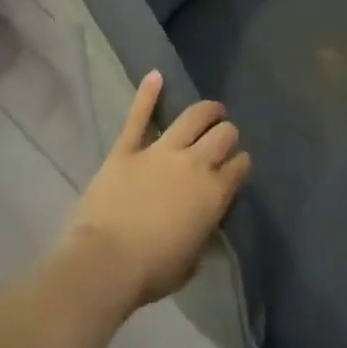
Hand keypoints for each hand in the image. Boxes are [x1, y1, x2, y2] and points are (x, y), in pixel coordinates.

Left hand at [55, 72, 251, 311]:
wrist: (106, 262)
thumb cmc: (151, 272)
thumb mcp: (191, 261)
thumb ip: (201, 234)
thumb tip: (200, 225)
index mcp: (214, 194)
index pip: (238, 167)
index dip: (239, 163)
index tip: (237, 165)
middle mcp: (194, 164)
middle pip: (222, 135)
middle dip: (227, 134)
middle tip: (224, 136)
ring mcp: (160, 151)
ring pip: (192, 117)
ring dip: (206, 110)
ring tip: (211, 109)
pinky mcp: (127, 149)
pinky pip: (139, 116)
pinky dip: (147, 93)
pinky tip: (155, 75)